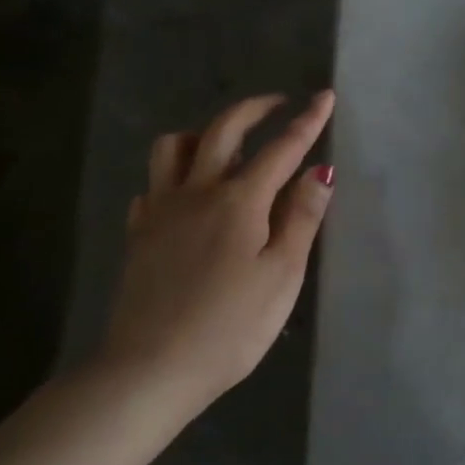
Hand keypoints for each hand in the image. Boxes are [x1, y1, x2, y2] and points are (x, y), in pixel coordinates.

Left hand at [99, 92, 335, 409]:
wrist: (150, 368)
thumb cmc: (229, 328)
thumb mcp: (281, 276)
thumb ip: (300, 218)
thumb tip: (320, 170)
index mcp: (239, 200)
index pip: (282, 147)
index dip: (307, 120)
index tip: (325, 95)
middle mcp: (197, 191)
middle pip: (224, 130)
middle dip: (255, 108)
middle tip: (278, 103)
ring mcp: (161, 210)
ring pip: (173, 147)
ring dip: (203, 133)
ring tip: (224, 144)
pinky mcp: (139, 234)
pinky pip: (152, 185)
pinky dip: (172, 176)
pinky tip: (184, 195)